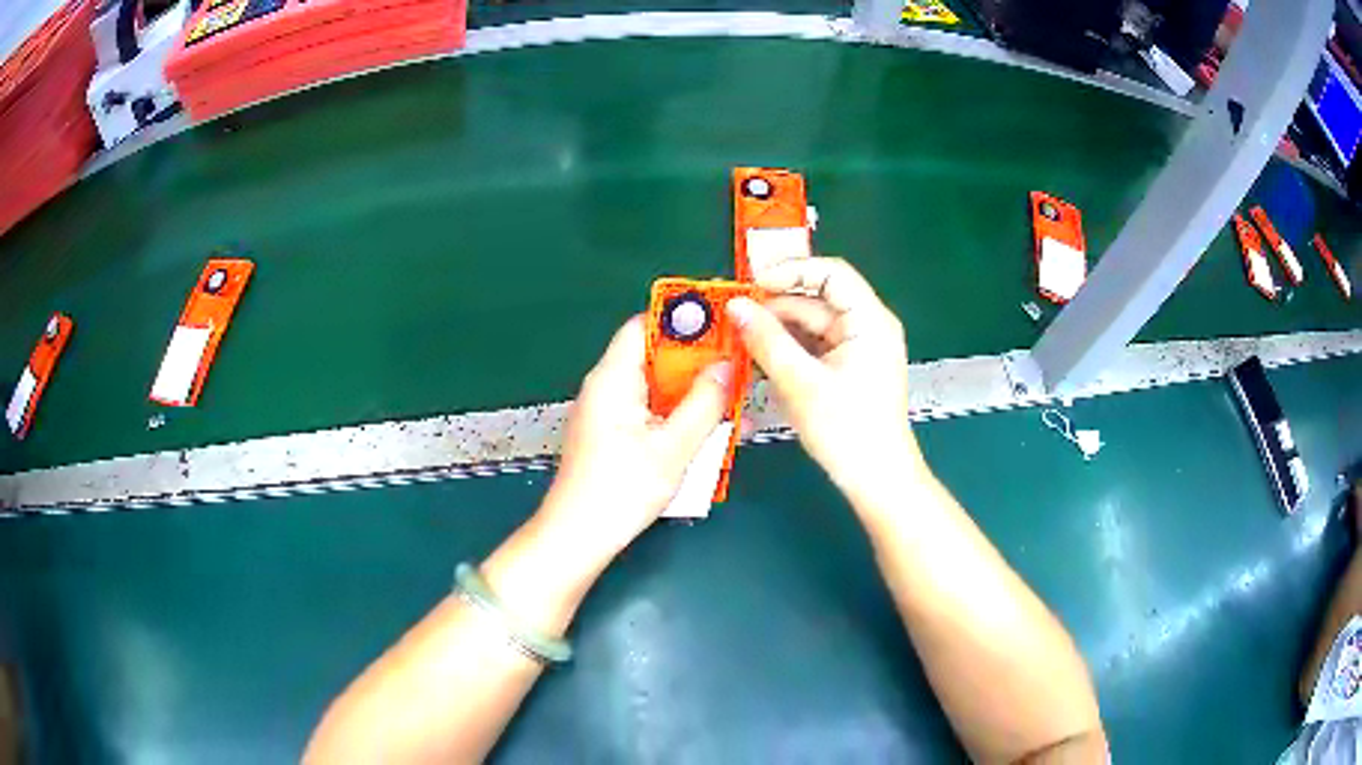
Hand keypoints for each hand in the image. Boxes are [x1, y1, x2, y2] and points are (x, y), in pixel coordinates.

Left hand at [539, 316, 732, 557]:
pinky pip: (654, 414)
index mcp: (614, 378)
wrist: (579, 538)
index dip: (684, 319)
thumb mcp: (673, 447)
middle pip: (658, 357)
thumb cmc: (620, 490)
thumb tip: (726, 365)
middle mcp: (609, 387)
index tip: (724, 326)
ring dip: (696, 396)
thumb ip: (703, 403)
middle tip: (740, 371)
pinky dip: (682, 419)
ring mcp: (611, 413)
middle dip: (700, 364)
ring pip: (661, 389)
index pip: (646, 324)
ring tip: (736, 406)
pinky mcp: (616, 436)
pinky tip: (713, 434)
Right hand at [726, 257, 925, 506]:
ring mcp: (858, 349)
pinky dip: (789, 350)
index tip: (752, 284)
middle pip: (818, 300)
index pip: (830, 274)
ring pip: (812, 325)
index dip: (790, 271)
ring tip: (741, 339)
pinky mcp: (848, 369)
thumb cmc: (847, 430)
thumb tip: (736, 306)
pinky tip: (761, 358)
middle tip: (735, 316)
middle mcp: (868, 327)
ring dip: (778, 330)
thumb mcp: (801, 383)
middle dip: (777, 306)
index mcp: (870, 321)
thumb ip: (766, 340)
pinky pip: (814, 347)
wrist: (876, 480)